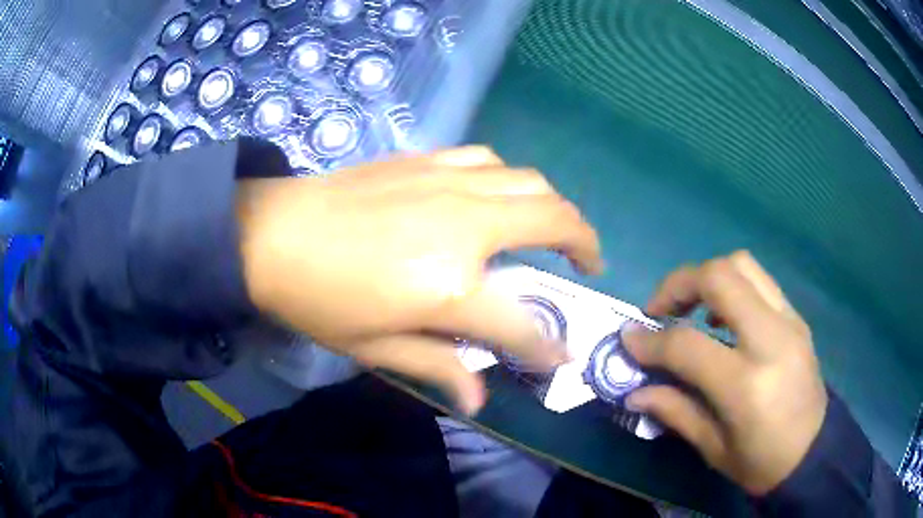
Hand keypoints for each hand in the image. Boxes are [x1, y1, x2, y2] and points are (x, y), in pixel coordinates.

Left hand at [236, 147, 602, 413]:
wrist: (270, 234)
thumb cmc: (317, 299)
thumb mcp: (374, 348)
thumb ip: (437, 366)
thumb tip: (480, 398)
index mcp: (449, 284)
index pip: (522, 322)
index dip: (547, 344)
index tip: (561, 353)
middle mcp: (464, 223)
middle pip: (553, 219)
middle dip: (585, 242)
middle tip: (587, 262)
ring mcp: (447, 183)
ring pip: (529, 180)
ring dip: (553, 205)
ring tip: (552, 227)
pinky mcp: (426, 160)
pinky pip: (488, 160)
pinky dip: (509, 178)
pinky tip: (498, 195)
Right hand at [622, 251, 826, 495]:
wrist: (813, 451)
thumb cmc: (760, 462)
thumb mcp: (714, 448)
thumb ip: (675, 411)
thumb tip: (636, 390)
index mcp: (746, 384)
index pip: (688, 344)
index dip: (650, 340)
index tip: (629, 339)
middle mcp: (770, 339)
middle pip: (719, 277)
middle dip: (679, 284)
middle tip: (660, 310)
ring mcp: (788, 322)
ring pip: (742, 265)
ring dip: (708, 277)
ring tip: (692, 308)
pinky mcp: (796, 318)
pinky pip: (760, 281)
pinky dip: (733, 286)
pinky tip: (724, 316)